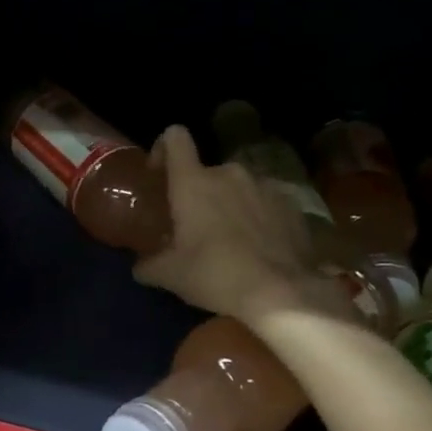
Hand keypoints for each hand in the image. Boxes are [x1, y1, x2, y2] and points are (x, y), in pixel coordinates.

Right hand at [132, 126, 360, 328]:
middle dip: (199, 193)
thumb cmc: (216, 274)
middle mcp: (229, 173)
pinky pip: (265, 201)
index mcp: (193, 182)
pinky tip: (259, 246)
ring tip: (230, 238)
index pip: (176, 138)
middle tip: (194, 226)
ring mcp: (265, 184)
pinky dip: (258, 216)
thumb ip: (148, 266)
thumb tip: (139, 267)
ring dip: (229, 204)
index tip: (160, 174)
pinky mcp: (291, 203)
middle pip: (206, 172)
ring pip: (237, 187)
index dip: (164, 148)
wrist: (283, 292)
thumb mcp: (171, 276)